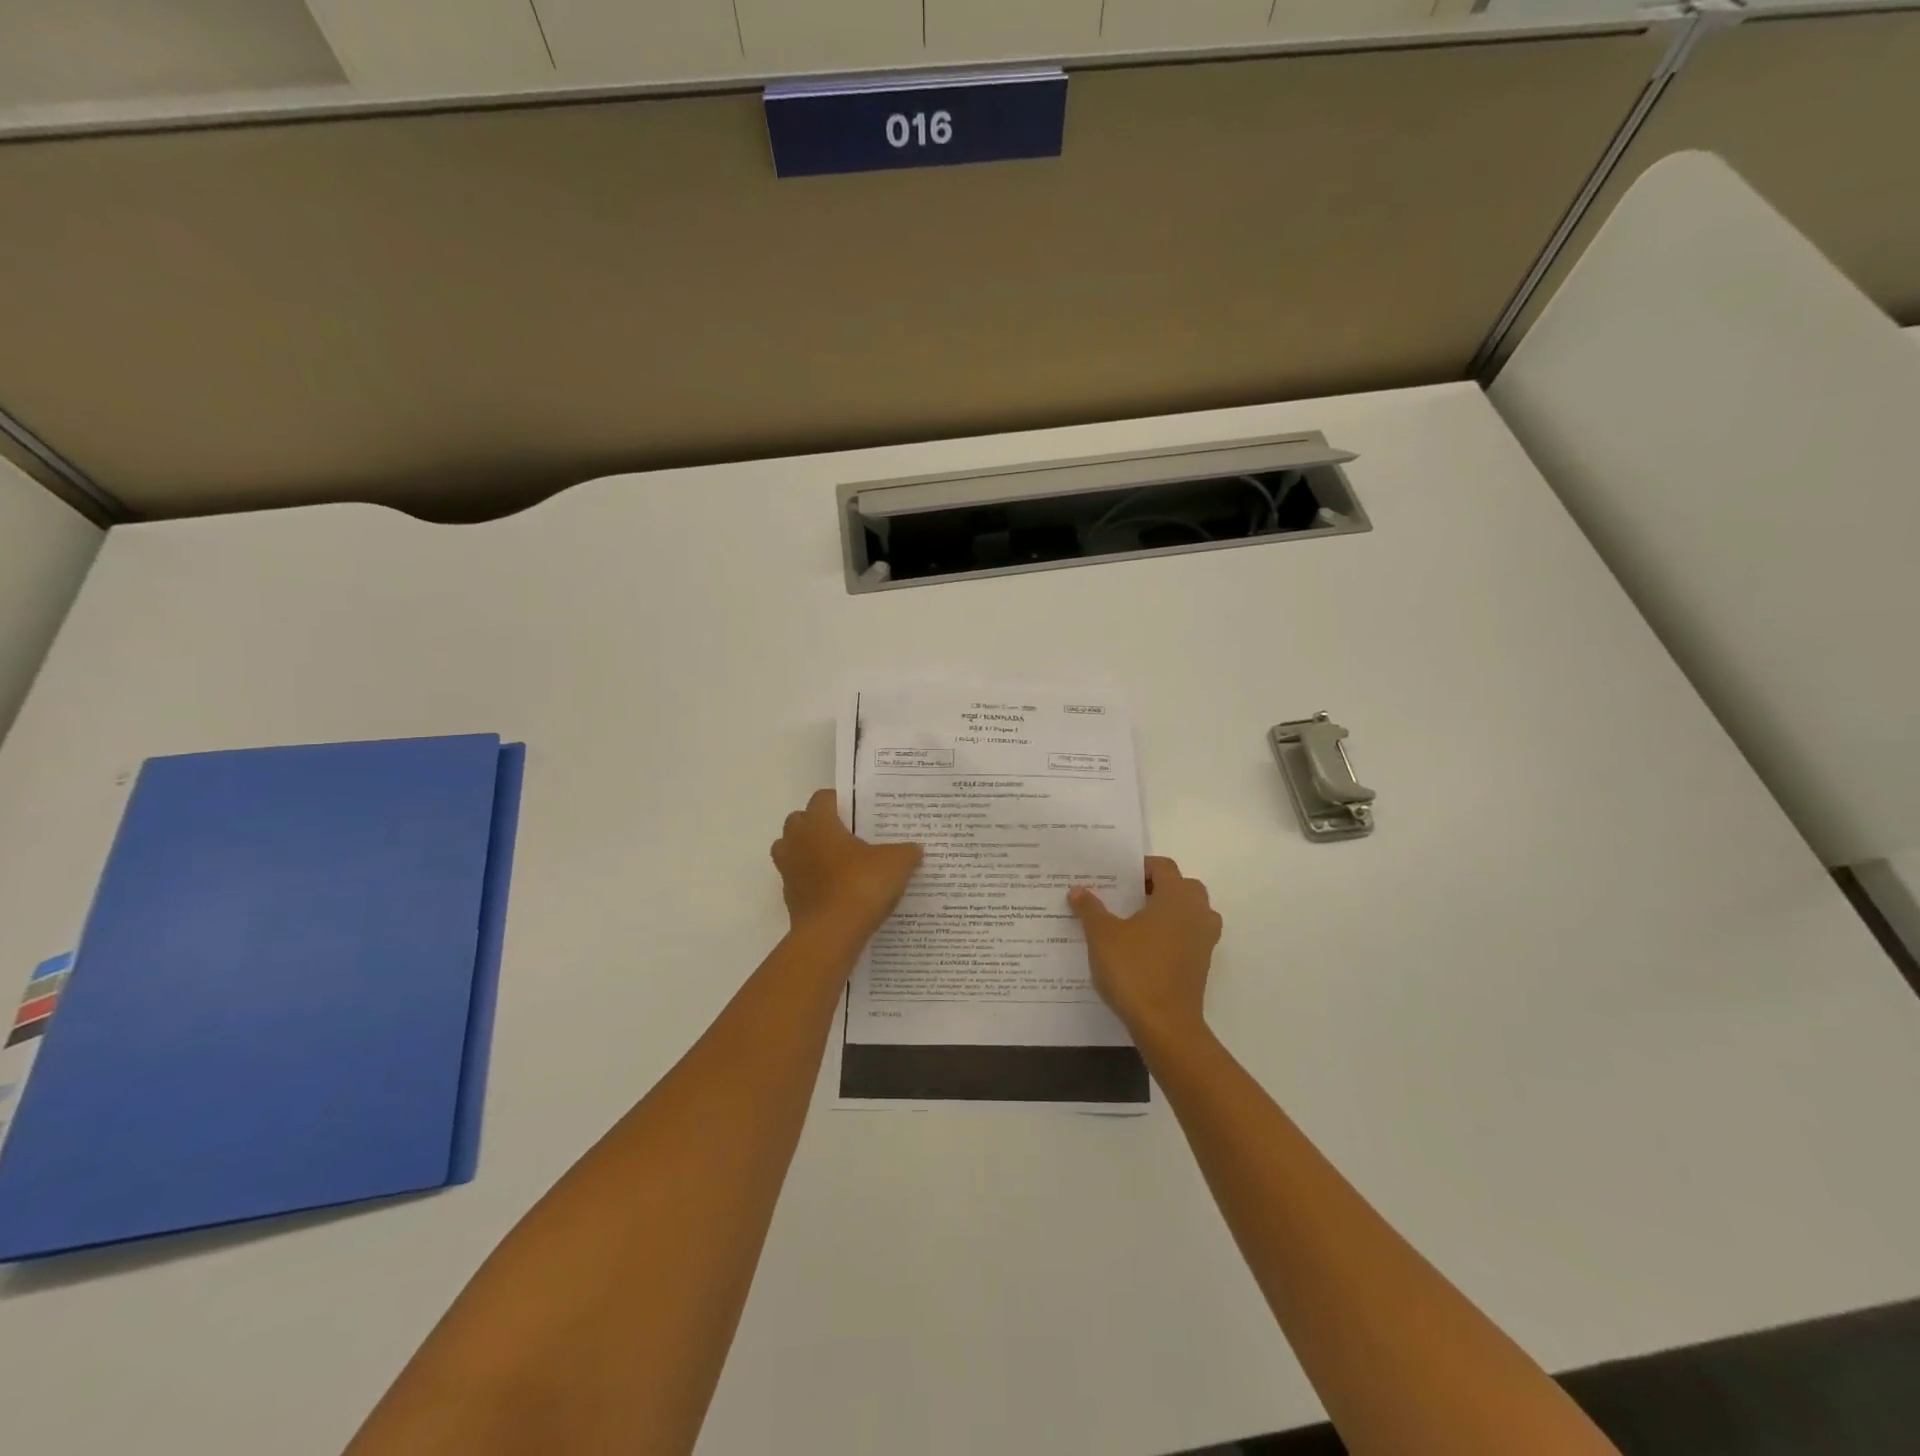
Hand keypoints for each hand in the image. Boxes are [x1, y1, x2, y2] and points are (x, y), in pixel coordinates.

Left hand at [771, 789, 922, 939]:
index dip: (840, 801)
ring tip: (837, 862)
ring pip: (790, 850)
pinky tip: (837, 891)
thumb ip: (906, 851)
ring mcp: (789, 871)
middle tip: (845, 835)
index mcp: (819, 824)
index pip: (822, 798)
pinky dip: (812, 881)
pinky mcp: (790, 899)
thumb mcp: (896, 863)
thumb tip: (914, 849)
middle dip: (817, 825)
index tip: (858, 811)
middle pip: (798, 821)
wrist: (833, 934)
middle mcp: (796, 842)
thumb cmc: (861, 884)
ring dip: (807, 852)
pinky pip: (798, 880)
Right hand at [1070, 856, 1221, 1042]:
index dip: (1142, 866)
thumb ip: (1090, 909)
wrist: (1165, 1025)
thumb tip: (1078, 890)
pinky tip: (1145, 948)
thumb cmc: (1134, 970)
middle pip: (1183, 887)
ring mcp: (1204, 941)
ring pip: (1191, 913)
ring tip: (1137, 920)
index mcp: (1176, 898)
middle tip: (1128, 895)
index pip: (1165, 867)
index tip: (1118, 874)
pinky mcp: (1201, 965)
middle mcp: (1197, 914)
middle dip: (1158, 887)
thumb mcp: (1102, 936)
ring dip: (1169, 911)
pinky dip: (1173, 935)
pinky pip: (1189, 937)